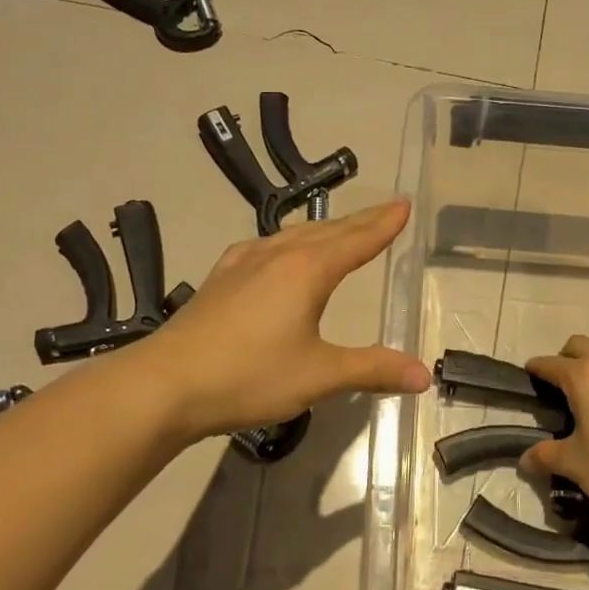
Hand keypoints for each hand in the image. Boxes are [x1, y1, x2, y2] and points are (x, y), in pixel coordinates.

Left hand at [136, 199, 430, 441]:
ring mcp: (244, 263)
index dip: (383, 224)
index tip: (404, 205)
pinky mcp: (221, 277)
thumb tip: (424, 376)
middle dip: (361, 221)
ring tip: (342, 229)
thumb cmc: (248, 376)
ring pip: (295, 234)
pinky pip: (266, 246)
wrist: (164, 384)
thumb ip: (372, 370)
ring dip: (326, 230)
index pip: (357, 240)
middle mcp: (278, 255)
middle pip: (329, 231)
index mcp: (307, 270)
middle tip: (386, 210)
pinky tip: (278, 250)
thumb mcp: (318, 376)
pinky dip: (289, 241)